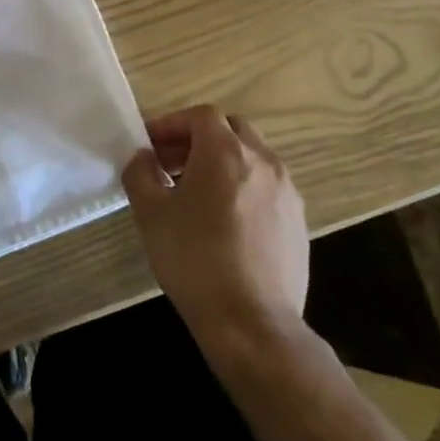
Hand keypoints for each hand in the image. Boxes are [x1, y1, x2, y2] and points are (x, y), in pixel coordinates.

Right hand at [122, 106, 310, 351]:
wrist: (252, 324)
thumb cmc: (194, 260)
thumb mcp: (150, 214)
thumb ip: (140, 173)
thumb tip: (142, 157)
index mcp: (226, 152)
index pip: (201, 116)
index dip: (172, 124)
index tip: (150, 145)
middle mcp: (263, 162)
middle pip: (231, 130)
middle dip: (199, 139)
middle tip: (171, 164)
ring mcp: (287, 192)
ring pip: (252, 158)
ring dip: (222, 163)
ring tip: (196, 195)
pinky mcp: (299, 222)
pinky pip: (267, 187)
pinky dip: (243, 187)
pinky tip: (225, 222)